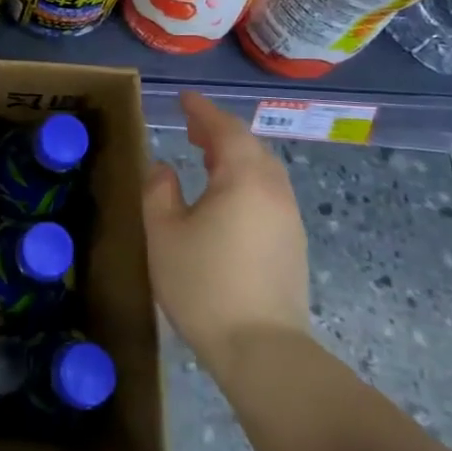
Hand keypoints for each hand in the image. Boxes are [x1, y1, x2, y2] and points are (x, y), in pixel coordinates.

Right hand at [142, 91, 311, 370]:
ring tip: (206, 158)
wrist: (262, 350)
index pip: (225, 129)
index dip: (203, 111)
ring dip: (234, 156)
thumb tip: (164, 169)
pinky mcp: (293, 244)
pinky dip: (246, 180)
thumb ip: (159, 192)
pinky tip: (226, 198)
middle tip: (191, 128)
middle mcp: (273, 190)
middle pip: (249, 146)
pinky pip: (268, 193)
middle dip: (220, 132)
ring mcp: (288, 218)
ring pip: (263, 170)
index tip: (184, 100)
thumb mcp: (164, 234)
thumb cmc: (204, 285)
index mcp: (244, 178)